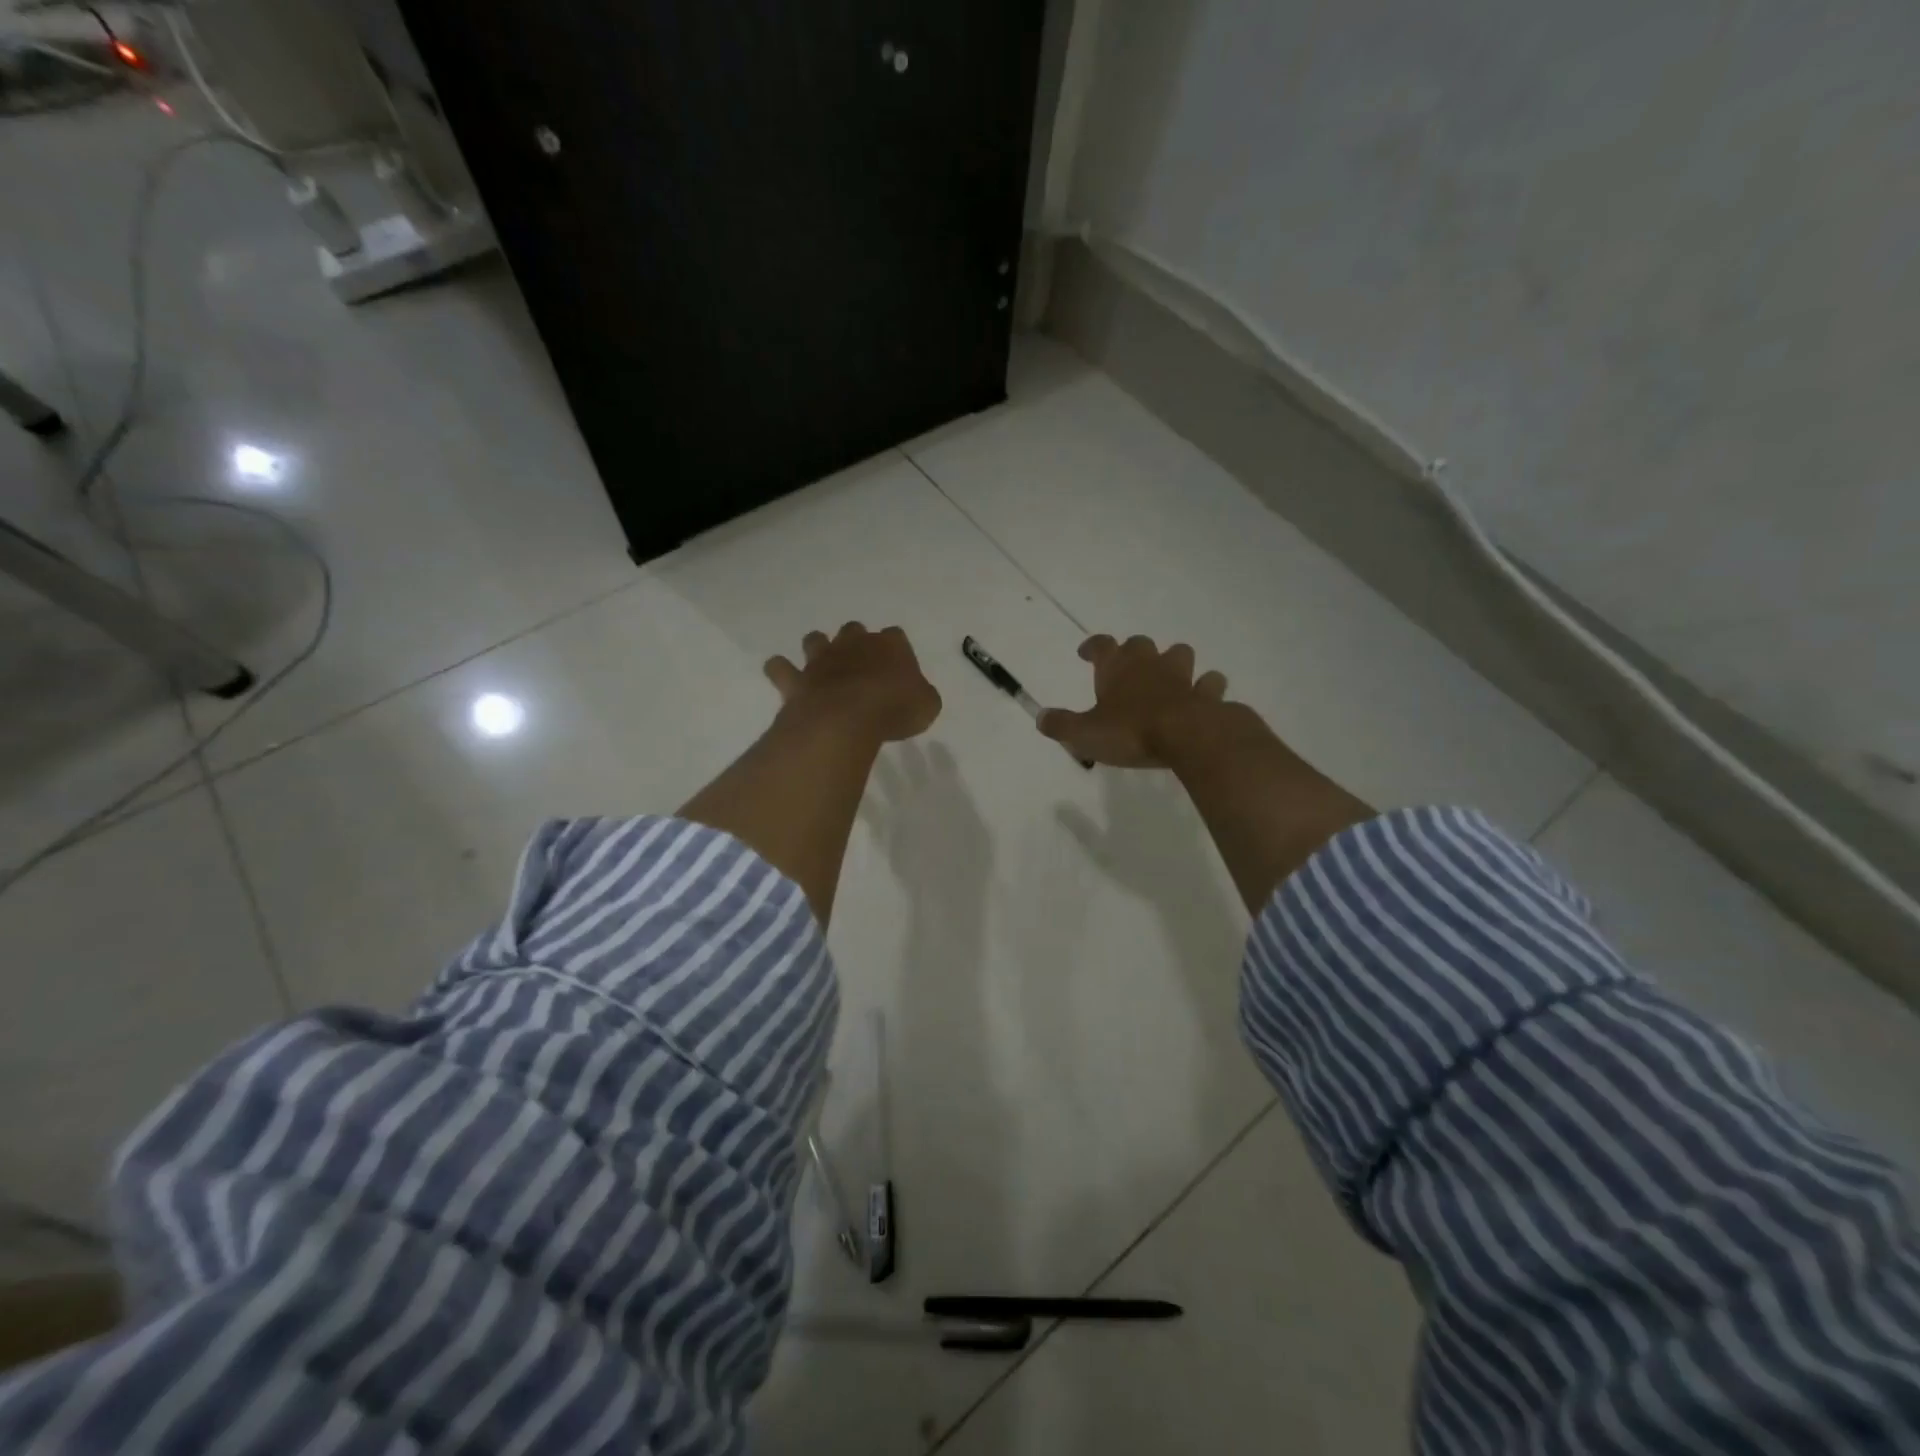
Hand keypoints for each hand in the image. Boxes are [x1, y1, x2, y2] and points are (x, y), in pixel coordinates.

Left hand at [765, 622, 941, 745]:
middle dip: (855, 642)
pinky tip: (783, 675)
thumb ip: (921, 696)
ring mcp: (822, 659)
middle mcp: (854, 644)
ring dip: (818, 648)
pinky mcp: (798, 679)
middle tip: (860, 663)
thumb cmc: (895, 708)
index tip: (898, 668)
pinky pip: (780, 667)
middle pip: (854, 630)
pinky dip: (781, 670)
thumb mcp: (926, 706)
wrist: (848, 717)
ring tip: (822, 664)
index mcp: (891, 646)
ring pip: (815, 640)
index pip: (896, 636)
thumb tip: (917, 696)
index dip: (897, 651)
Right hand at [1039, 634, 1228, 767]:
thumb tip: (1040, 717)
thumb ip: (1061, 725)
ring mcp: (1182, 676)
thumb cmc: (1130, 732)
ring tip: (1169, 676)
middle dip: (1133, 651)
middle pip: (1140, 644)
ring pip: (1179, 654)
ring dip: (1173, 662)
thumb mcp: (1085, 733)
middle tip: (1127, 665)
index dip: (1092, 646)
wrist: (1187, 736)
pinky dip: (1206, 688)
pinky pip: (1209, 684)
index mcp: (1116, 668)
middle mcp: (1149, 664)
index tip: (1086, 652)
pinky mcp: (1206, 694)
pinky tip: (1202, 697)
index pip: (1101, 646)